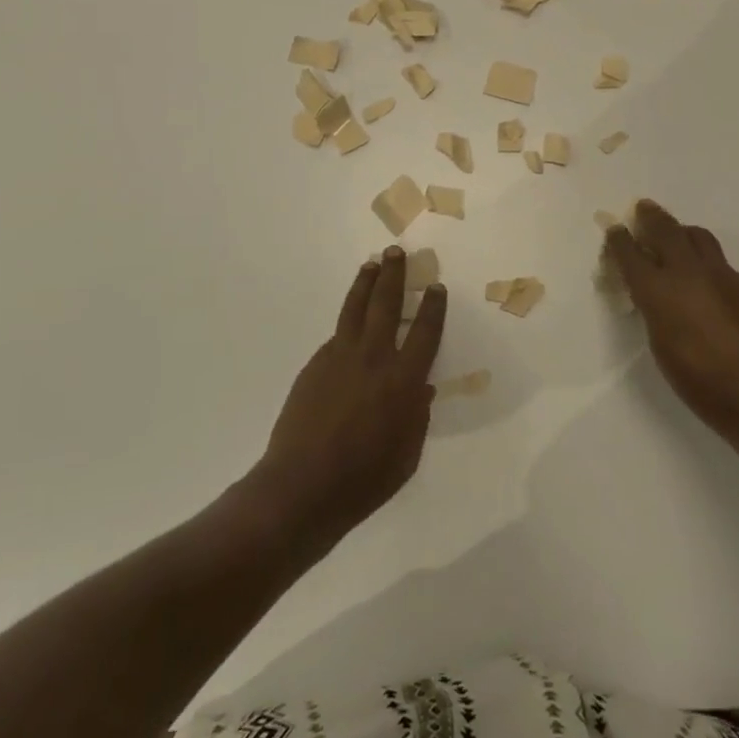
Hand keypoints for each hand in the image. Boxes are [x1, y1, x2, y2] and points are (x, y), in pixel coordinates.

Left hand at [256, 248, 445, 549]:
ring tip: (372, 264)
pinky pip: (336, 335)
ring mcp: (340, 357)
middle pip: (386, 304)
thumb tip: (421, 389)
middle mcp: (373, 358)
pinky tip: (351, 321)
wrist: (303, 485)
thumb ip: (416, 416)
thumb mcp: (407, 454)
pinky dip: (347, 321)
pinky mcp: (315, 364)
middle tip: (397, 252)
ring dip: (365, 283)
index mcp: (403, 381)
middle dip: (394, 275)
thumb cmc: (364, 479)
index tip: (435, 287)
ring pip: (355, 308)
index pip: (424, 332)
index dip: (432, 307)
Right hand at [603, 201, 738, 461]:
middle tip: (643, 208)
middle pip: (666, 230)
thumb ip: (655, 311)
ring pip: (698, 236)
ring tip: (675, 235)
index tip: (614, 228)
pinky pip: (720, 261)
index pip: (631, 253)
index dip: (619, 239)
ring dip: (681, 231)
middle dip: (650, 217)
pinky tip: (707, 279)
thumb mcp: (662, 347)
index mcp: (659, 291)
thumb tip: (652, 293)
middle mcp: (689, 273)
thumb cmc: (703, 384)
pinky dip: (705, 259)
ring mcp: (723, 275)